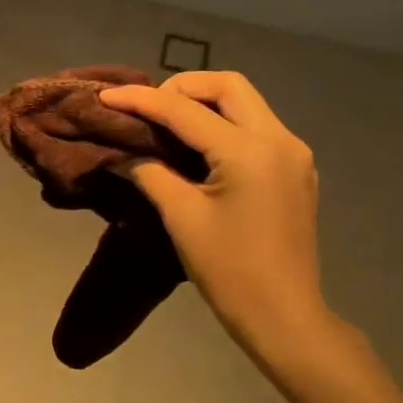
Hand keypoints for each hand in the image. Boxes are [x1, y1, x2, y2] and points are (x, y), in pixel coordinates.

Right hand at [99, 71, 337, 367]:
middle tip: (147, 109)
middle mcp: (279, 139)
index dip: (142, 99)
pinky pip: (256, 127)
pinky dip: (224, 124)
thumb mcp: (182, 219)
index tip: (107, 95)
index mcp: (248, 152)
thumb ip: (151, 175)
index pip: (185, 109)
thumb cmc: (229, 271)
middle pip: (228, 86)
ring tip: (166, 123)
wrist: (284, 316)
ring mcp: (293, 154)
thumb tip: (123, 156)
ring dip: (205, 103)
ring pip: (246, 103)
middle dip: (182, 87)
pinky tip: (199, 147)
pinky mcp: (296, 170)